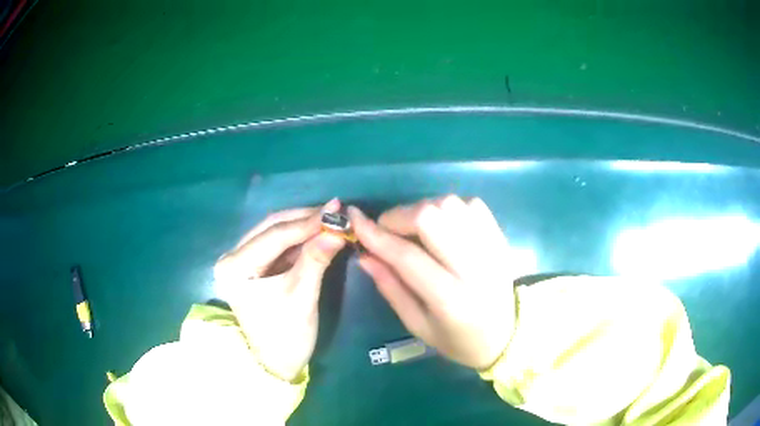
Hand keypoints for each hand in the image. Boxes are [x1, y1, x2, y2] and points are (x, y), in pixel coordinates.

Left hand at [214, 199, 345, 380]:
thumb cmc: (285, 336)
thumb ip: (316, 260)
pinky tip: (318, 234)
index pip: (274, 235)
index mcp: (234, 267)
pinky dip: (299, 240)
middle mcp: (232, 257)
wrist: (275, 364)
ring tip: (330, 220)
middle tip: (335, 212)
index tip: (336, 209)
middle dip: (304, 219)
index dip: (307, 222)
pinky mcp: (254, 267)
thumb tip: (337, 230)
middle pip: (271, 228)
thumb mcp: (302, 298)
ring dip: (303, 226)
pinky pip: (277, 246)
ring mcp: (241, 261)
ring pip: (274, 233)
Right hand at [349, 195, 514, 369]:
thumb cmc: (457, 339)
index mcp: (451, 300)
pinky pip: (472, 205)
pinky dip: (450, 209)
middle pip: (432, 218)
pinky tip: (445, 227)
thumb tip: (364, 254)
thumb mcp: (417, 324)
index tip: (354, 220)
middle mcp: (475, 269)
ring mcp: (492, 249)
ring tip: (417, 230)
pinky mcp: (501, 239)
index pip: (407, 257)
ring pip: (451, 205)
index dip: (376, 236)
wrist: (506, 335)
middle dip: (400, 216)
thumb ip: (390, 287)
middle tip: (389, 229)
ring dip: (425, 210)